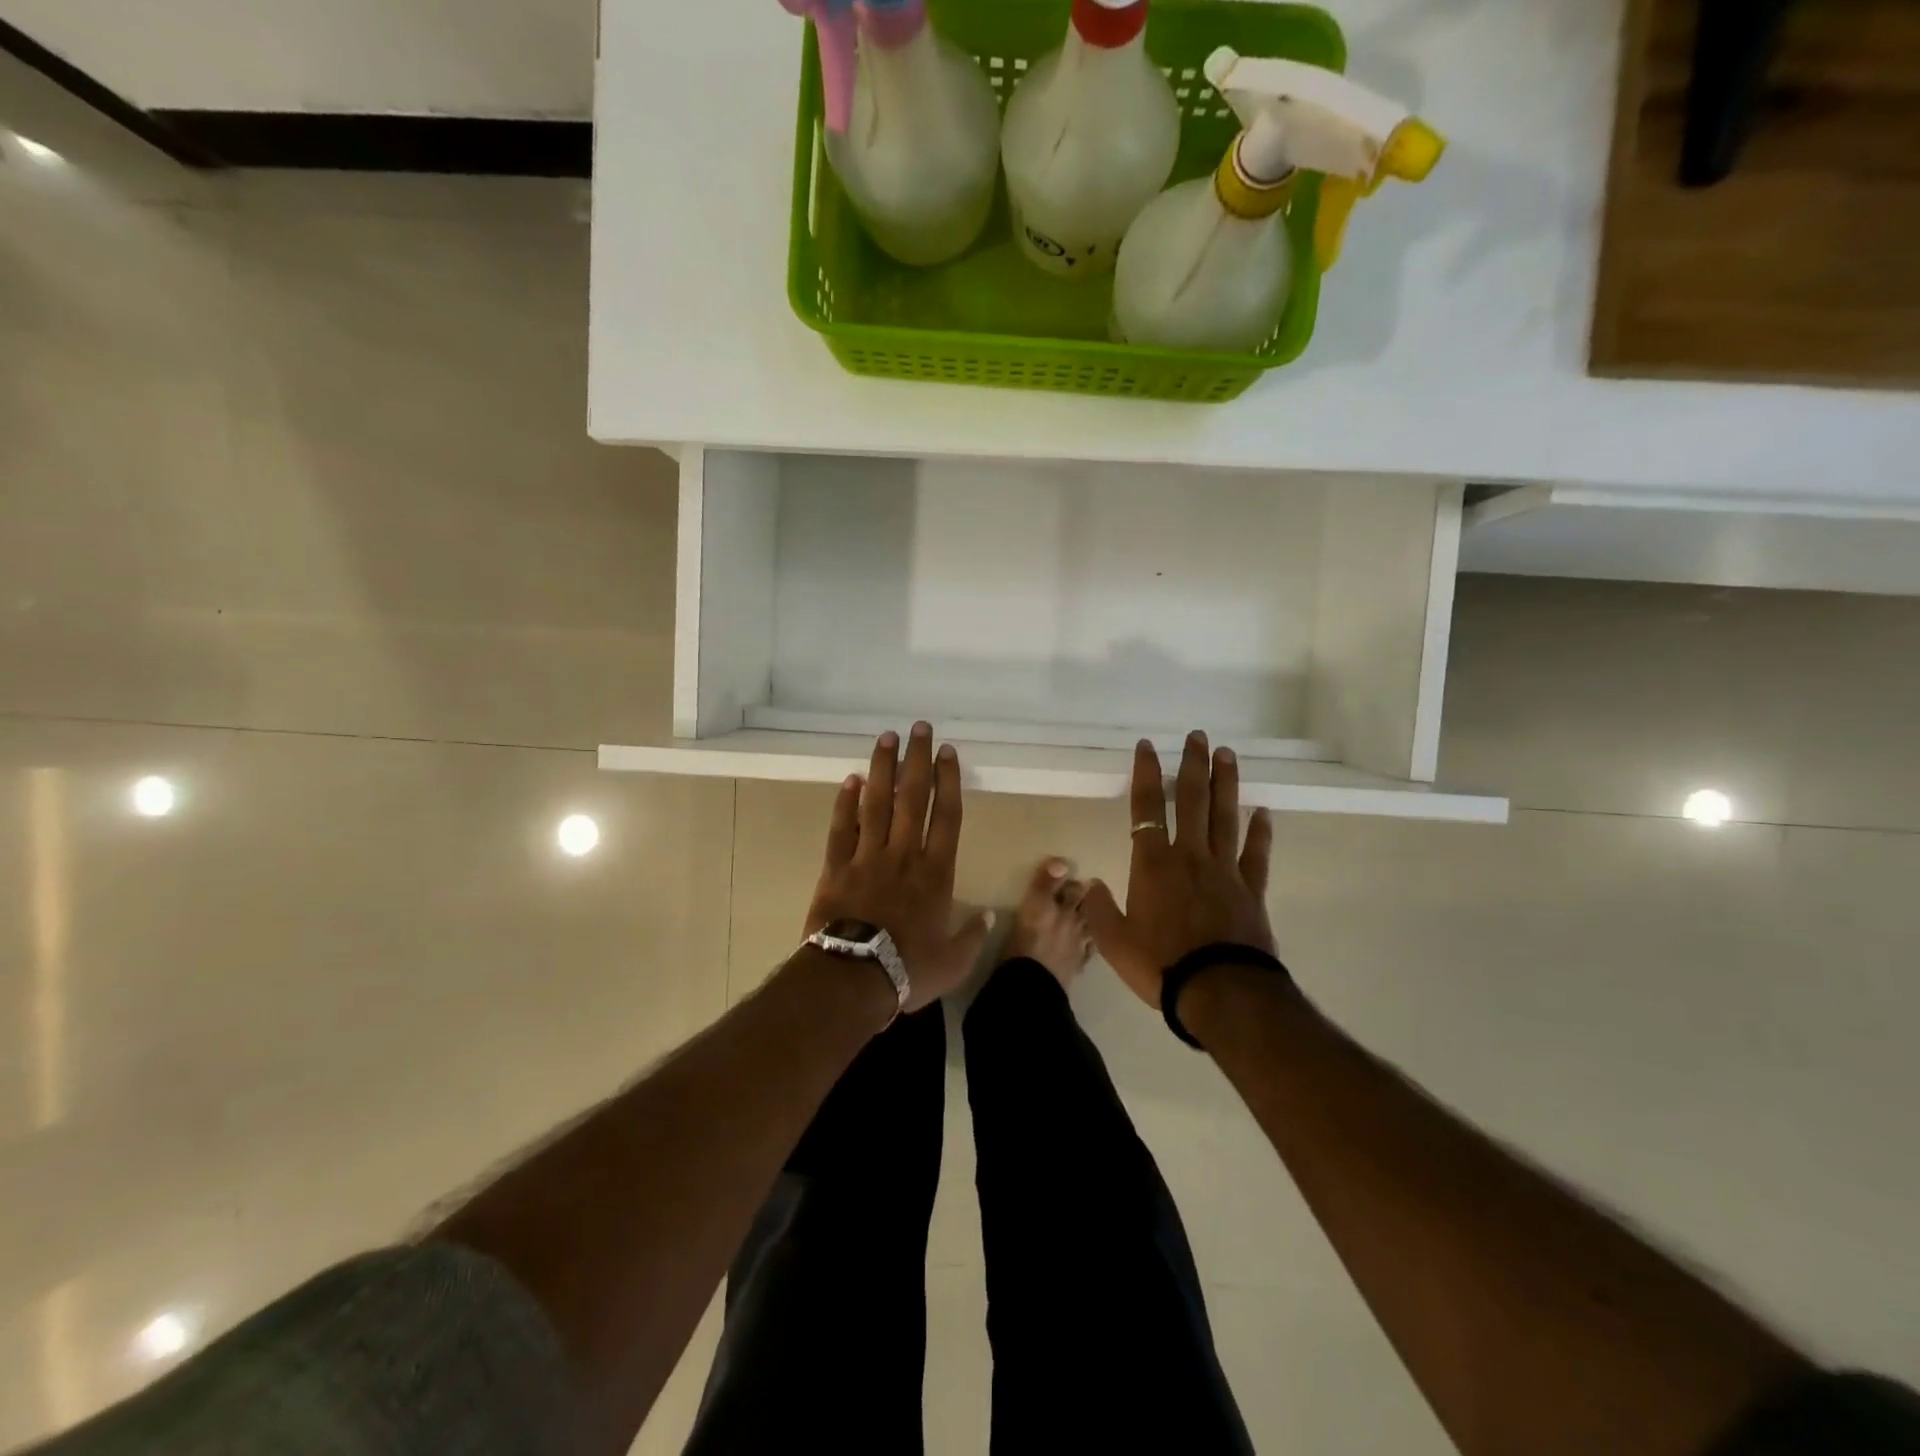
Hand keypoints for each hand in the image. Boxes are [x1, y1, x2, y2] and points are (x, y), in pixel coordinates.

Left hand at [806, 723, 992, 1012]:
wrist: (852, 979)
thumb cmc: (908, 970)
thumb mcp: (953, 962)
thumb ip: (973, 936)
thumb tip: (989, 916)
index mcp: (936, 873)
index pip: (946, 816)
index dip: (948, 780)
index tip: (947, 751)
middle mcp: (904, 855)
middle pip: (912, 797)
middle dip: (916, 759)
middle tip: (918, 728)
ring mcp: (868, 857)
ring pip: (876, 803)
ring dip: (883, 768)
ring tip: (886, 738)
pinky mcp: (836, 867)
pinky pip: (842, 828)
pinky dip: (846, 802)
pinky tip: (851, 779)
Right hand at [1082, 733, 1275, 1008]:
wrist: (1219, 992)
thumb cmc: (1161, 965)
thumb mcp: (1114, 943)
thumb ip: (1099, 910)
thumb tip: (1089, 884)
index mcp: (1153, 864)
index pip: (1146, 808)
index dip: (1145, 774)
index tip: (1148, 746)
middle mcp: (1189, 856)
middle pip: (1191, 800)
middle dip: (1192, 765)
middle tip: (1198, 736)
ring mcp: (1224, 870)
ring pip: (1225, 816)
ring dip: (1225, 784)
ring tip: (1227, 754)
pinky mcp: (1251, 890)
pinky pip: (1256, 853)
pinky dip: (1260, 831)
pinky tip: (1263, 812)